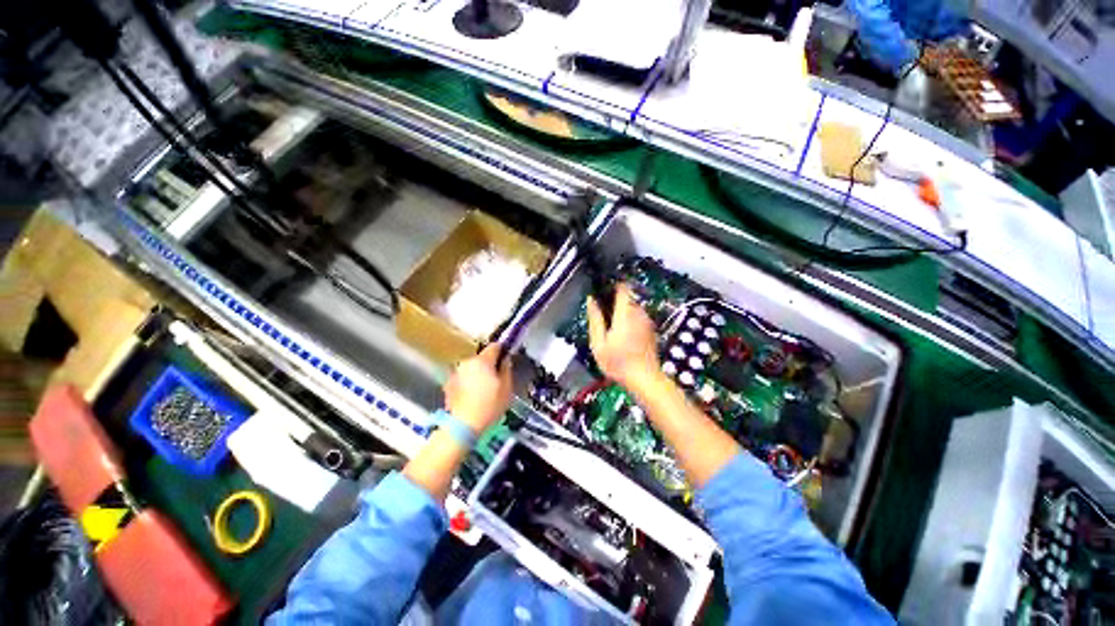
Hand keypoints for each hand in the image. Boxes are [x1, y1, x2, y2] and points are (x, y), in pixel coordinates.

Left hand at [443, 343, 512, 433]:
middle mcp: (467, 362)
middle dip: (489, 364)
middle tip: (496, 378)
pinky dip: (468, 382)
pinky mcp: (449, 384)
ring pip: (472, 368)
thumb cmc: (489, 405)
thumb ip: (507, 370)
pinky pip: (463, 377)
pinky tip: (472, 395)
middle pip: (482, 357)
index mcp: (483, 360)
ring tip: (483, 389)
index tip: (506, 358)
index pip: (494, 346)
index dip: (502, 350)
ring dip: (478, 373)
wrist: (463, 425)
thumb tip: (505, 360)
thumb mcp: (507, 388)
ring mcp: (456, 372)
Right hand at [586, 284, 660, 392]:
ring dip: (622, 312)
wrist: (645, 379)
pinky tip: (622, 335)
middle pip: (627, 297)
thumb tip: (591, 300)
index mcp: (625, 313)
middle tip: (602, 314)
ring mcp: (647, 321)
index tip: (602, 289)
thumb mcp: (599, 343)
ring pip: (633, 308)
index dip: (612, 285)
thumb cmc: (618, 363)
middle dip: (614, 301)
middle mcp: (639, 313)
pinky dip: (630, 320)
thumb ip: (595, 319)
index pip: (622, 287)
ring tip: (611, 327)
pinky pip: (638, 317)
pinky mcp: (651, 330)